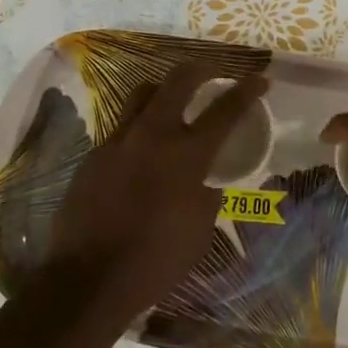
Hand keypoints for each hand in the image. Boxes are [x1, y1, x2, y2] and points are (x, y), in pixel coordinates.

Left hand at [47, 62, 268, 320]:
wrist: (87, 278)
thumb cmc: (155, 260)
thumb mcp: (199, 229)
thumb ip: (207, 195)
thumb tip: (206, 182)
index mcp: (187, 155)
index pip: (225, 110)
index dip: (247, 90)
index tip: (260, 78)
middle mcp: (152, 135)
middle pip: (179, 80)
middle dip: (202, 68)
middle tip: (214, 72)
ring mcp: (118, 140)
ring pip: (142, 93)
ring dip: (164, 89)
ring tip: (174, 99)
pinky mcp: (94, 154)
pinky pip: (121, 125)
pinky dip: (139, 124)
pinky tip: (143, 145)